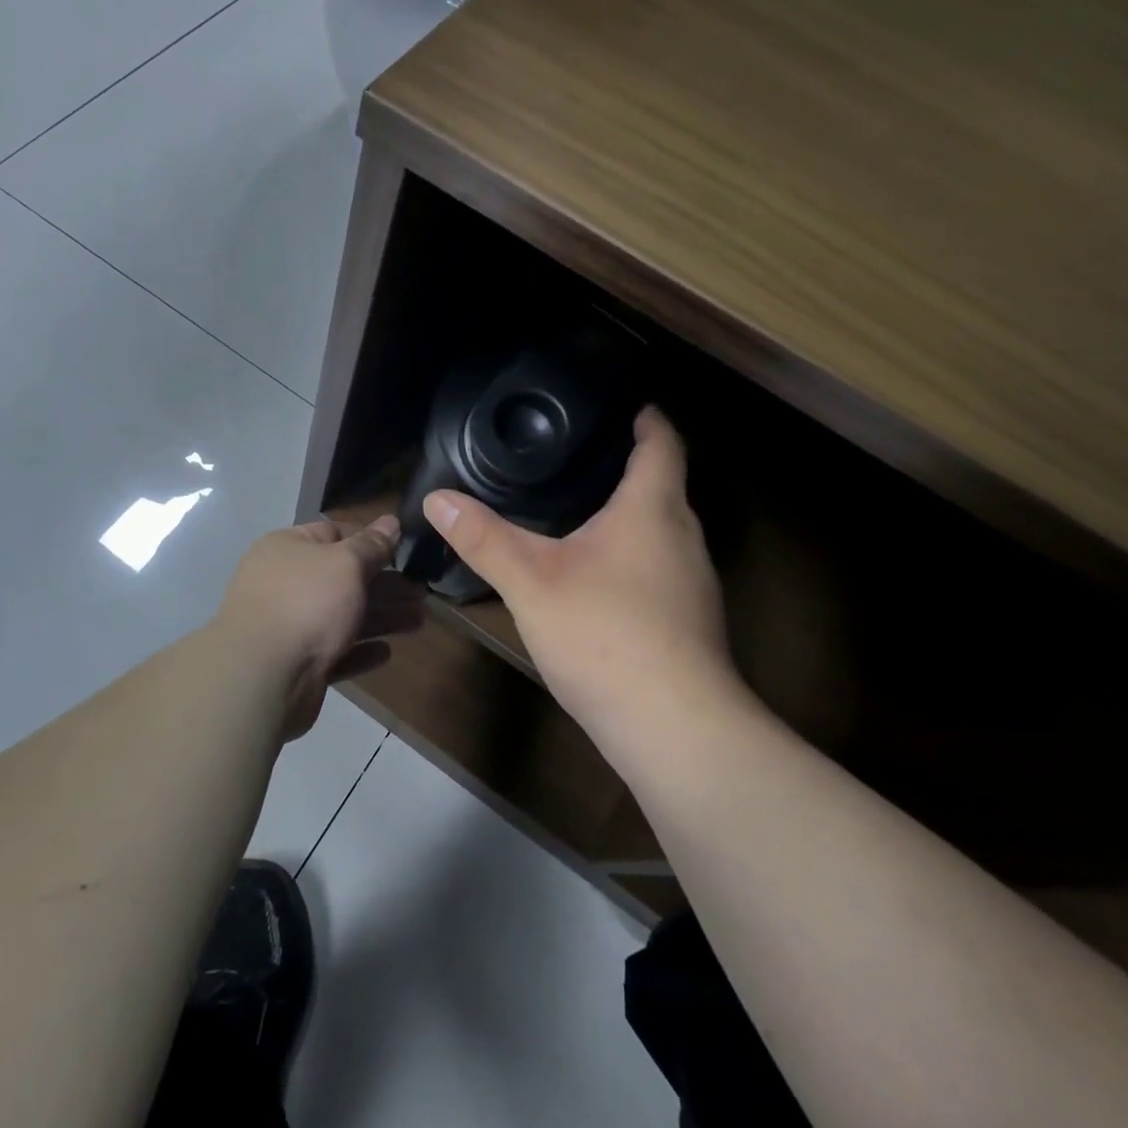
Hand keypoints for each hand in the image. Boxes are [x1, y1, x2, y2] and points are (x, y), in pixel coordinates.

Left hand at [216, 515, 423, 738]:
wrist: (262, 676)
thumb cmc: (307, 603)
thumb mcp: (346, 563)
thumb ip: (372, 545)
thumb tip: (391, 521)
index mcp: (287, 548)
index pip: (332, 533)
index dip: (368, 539)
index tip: (403, 550)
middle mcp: (284, 583)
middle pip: (342, 578)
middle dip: (383, 585)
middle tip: (422, 592)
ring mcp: (288, 625)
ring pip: (342, 616)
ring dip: (381, 617)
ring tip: (419, 620)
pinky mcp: (296, 664)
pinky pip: (334, 651)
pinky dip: (360, 650)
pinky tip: (386, 652)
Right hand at [425, 407, 750, 752]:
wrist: (674, 729)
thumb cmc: (606, 635)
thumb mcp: (531, 581)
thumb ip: (483, 538)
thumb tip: (436, 499)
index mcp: (652, 509)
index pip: (661, 442)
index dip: (643, 415)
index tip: (616, 399)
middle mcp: (682, 537)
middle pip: (661, 483)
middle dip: (622, 463)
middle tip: (570, 450)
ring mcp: (691, 581)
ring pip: (658, 527)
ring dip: (625, 511)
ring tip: (574, 502)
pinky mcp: (686, 619)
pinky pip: (655, 564)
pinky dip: (626, 551)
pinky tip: (591, 570)